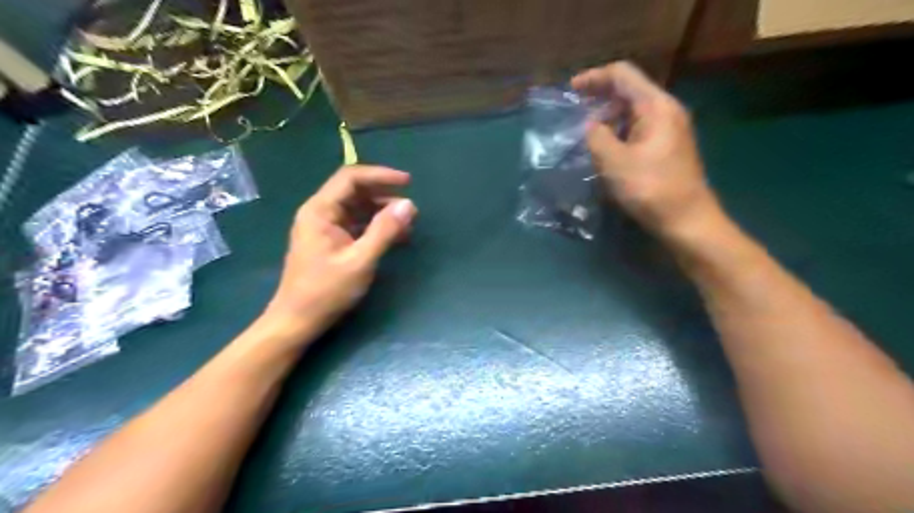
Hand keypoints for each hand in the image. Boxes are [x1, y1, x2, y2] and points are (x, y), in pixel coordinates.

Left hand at [261, 163, 416, 339]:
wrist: (297, 321)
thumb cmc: (325, 291)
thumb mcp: (360, 261)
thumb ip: (384, 231)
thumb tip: (409, 205)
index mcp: (320, 210)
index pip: (351, 178)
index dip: (380, 175)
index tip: (407, 182)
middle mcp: (320, 213)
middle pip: (354, 190)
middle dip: (384, 195)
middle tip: (410, 207)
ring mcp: (325, 227)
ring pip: (357, 208)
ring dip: (382, 212)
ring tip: (407, 223)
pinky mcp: (331, 241)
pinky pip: (356, 224)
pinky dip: (375, 226)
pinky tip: (394, 237)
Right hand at [569, 60, 721, 237]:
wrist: (687, 220)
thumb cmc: (650, 189)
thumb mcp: (614, 162)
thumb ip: (597, 136)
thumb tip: (592, 126)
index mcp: (656, 106)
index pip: (622, 75)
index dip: (594, 77)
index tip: (571, 90)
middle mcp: (666, 110)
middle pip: (629, 91)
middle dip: (599, 98)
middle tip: (575, 114)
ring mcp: (670, 129)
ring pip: (633, 112)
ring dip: (608, 118)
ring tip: (587, 135)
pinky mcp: (668, 147)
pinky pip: (639, 129)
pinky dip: (619, 132)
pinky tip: (607, 150)